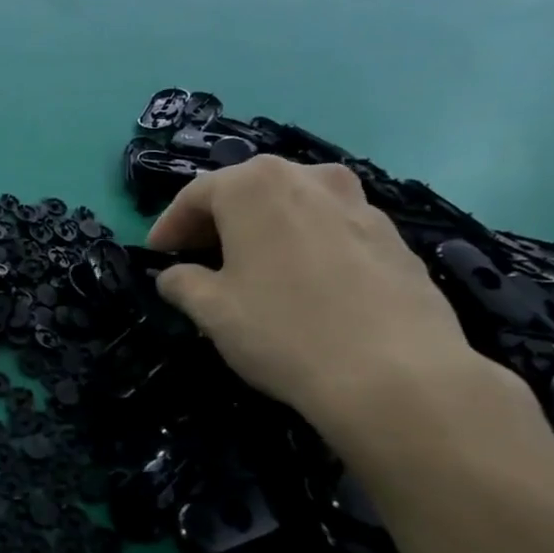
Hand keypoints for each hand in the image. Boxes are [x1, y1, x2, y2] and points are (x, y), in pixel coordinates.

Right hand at [147, 156, 495, 441]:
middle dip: (217, 222)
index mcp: (255, 185)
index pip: (195, 194)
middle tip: (197, 258)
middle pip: (247, 191)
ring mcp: (358, 203)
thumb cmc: (284, 331)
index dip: (169, 225)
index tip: (156, 254)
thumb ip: (182, 283)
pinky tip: (302, 285)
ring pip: (293, 206)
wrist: (397, 375)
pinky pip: (329, 229)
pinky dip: (304, 244)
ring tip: (251, 269)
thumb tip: (175, 276)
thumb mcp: (211, 311)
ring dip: (264, 230)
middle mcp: (308, 177)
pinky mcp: (392, 236)